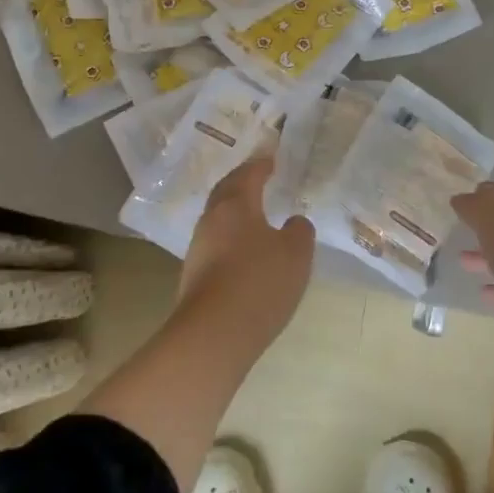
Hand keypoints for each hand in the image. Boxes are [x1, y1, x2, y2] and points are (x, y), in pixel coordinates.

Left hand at [178, 155, 313, 340]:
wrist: (214, 334)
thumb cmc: (259, 282)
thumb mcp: (296, 254)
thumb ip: (299, 231)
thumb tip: (293, 222)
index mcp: (235, 204)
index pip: (248, 173)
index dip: (262, 164)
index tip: (272, 158)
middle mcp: (212, 219)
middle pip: (226, 191)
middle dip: (242, 182)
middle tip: (259, 178)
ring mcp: (198, 247)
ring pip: (218, 218)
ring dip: (235, 211)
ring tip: (255, 215)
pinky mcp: (194, 274)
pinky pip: (215, 243)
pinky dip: (231, 237)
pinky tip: (244, 251)